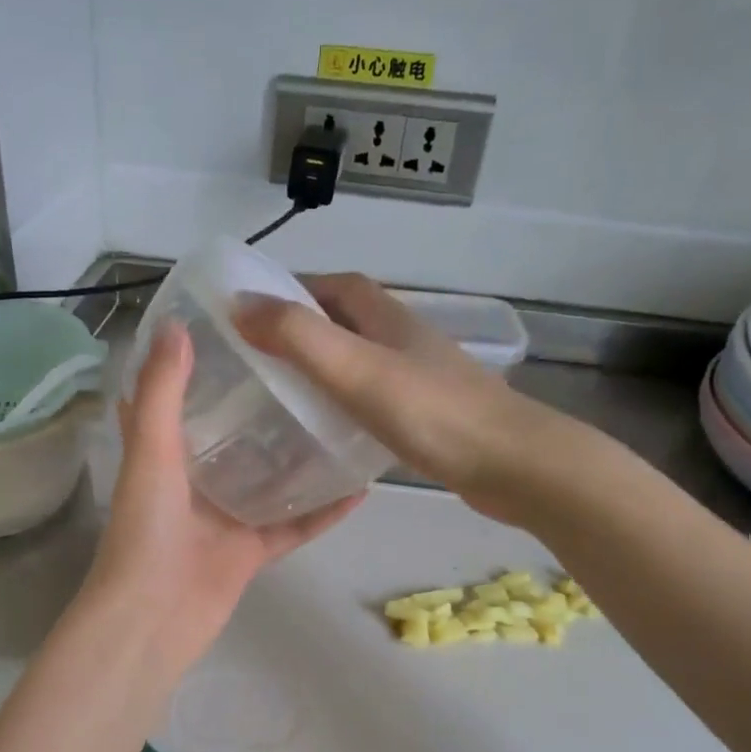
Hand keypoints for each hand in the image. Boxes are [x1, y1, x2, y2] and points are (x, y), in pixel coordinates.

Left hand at [82, 321, 362, 673]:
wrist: (152, 620)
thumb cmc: (146, 532)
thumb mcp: (151, 452)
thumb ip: (162, 392)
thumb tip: (176, 324)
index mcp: (163, 453)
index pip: (181, 397)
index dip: (202, 363)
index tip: (239, 328)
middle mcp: (195, 482)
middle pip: (236, 436)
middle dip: (267, 405)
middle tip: (313, 369)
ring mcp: (226, 518)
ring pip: (272, 480)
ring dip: (303, 455)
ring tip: (345, 417)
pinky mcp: (252, 551)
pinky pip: (295, 524)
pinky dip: (325, 510)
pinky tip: (360, 486)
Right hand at [236, 273, 579, 515]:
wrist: (511, 465)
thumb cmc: (432, 413)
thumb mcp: (356, 371)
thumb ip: (298, 338)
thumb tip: (239, 304)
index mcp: (388, 318)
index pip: (336, 286)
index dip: (295, 289)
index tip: (252, 313)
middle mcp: (405, 340)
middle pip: (348, 322)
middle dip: (304, 330)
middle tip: (259, 360)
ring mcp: (421, 378)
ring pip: (362, 361)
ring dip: (326, 368)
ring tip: (283, 395)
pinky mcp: (429, 415)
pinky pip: (376, 398)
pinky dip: (347, 403)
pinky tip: (330, 432)